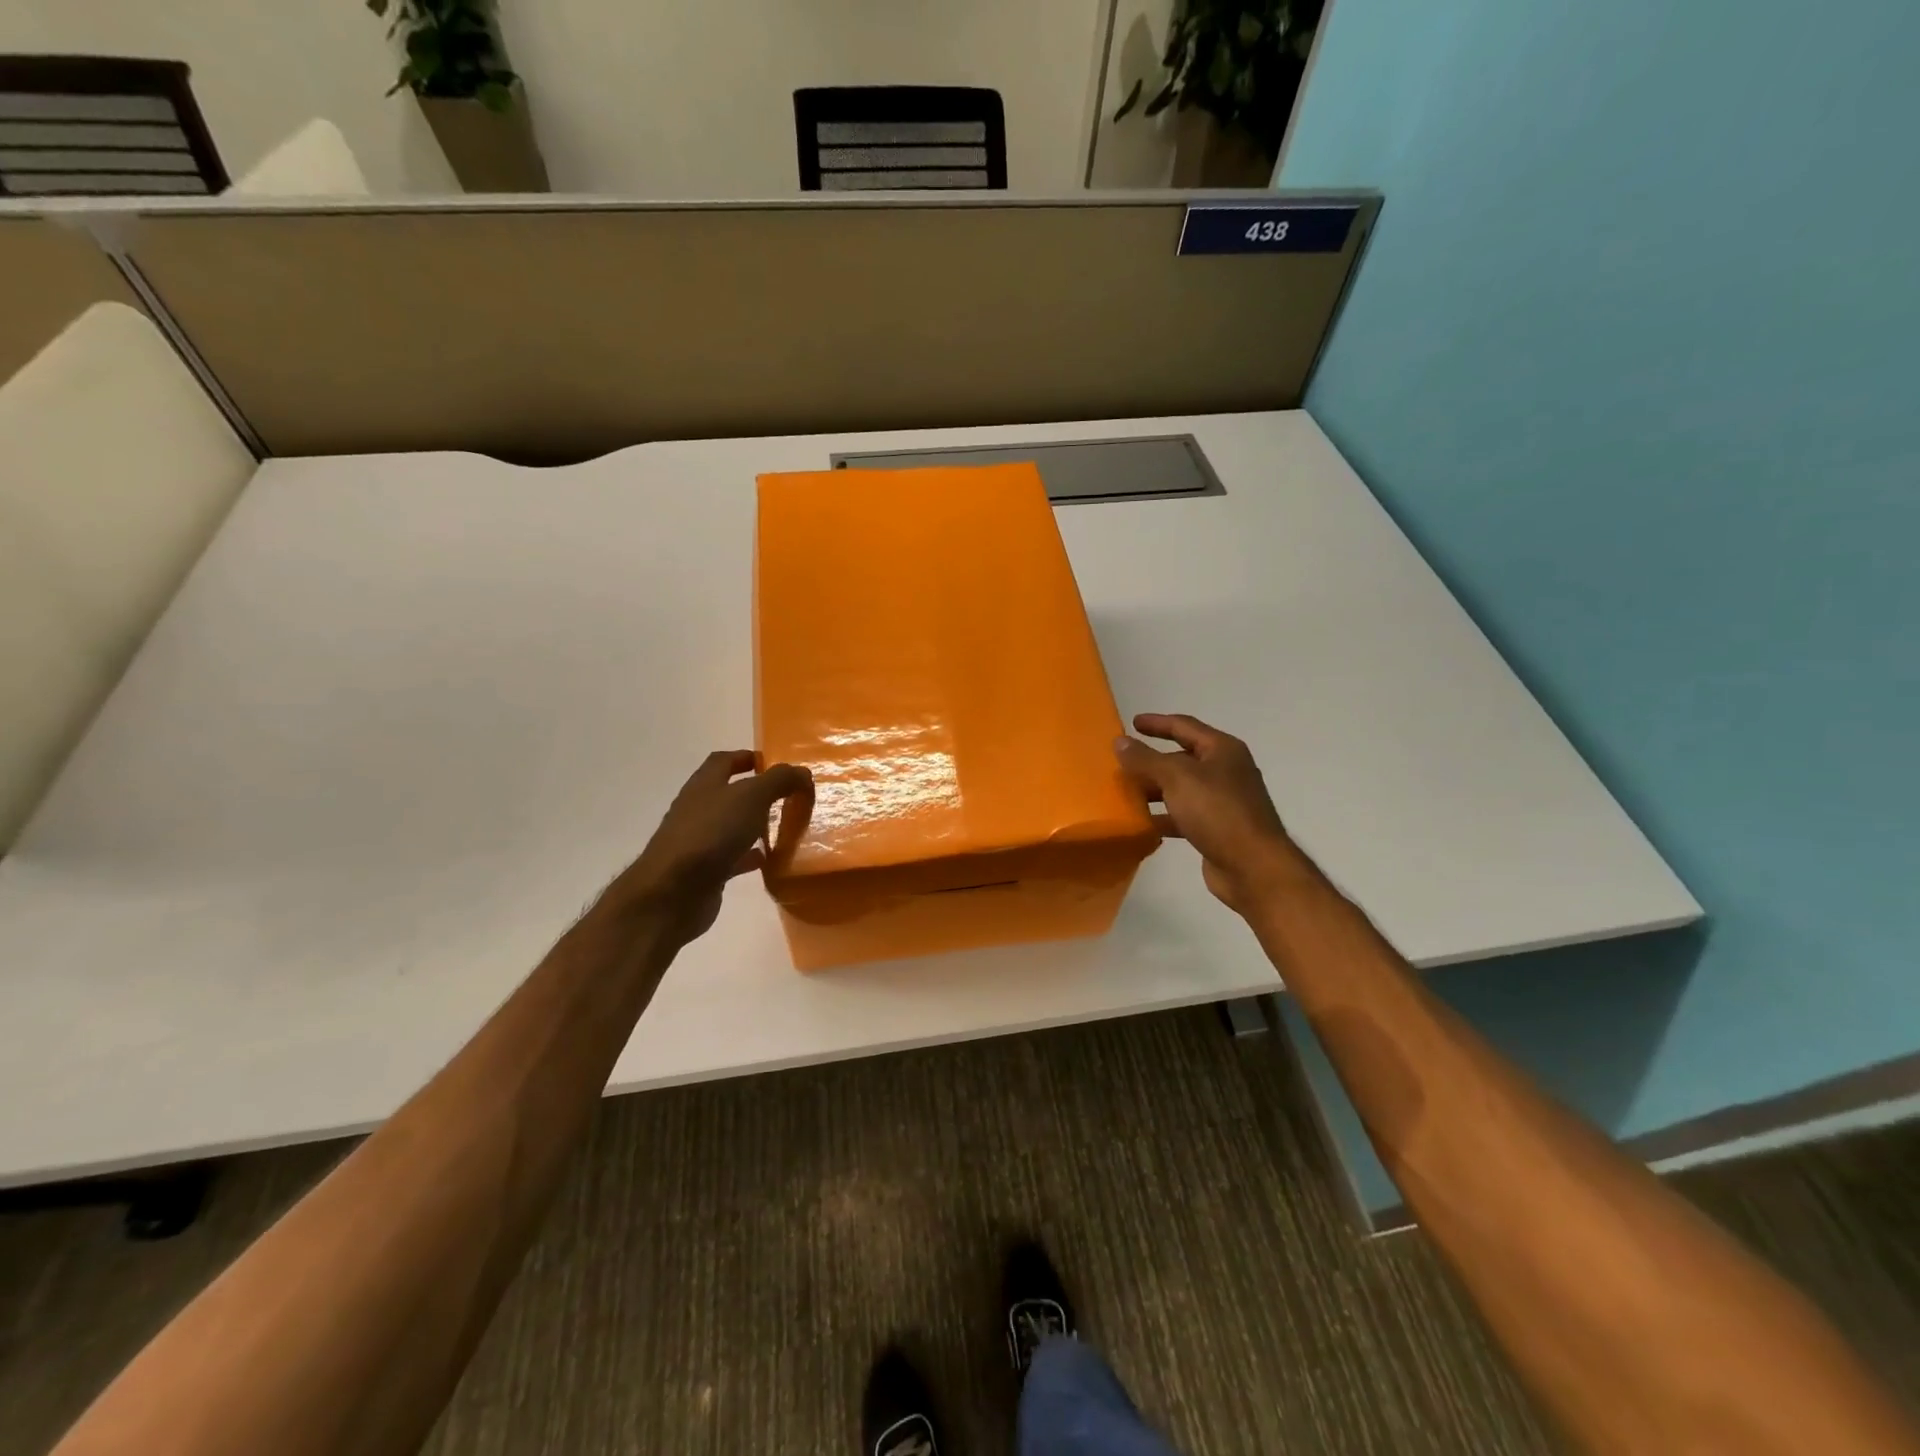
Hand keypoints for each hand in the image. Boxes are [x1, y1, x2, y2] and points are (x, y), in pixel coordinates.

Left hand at [602, 750, 811, 941]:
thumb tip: (802, 772)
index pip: (723, 761)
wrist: (674, 892)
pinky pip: (732, 857)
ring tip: (783, 827)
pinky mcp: (704, 871)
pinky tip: (770, 860)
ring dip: (753, 824)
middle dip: (754, 792)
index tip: (772, 763)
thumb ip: (779, 780)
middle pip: (727, 793)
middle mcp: (697, 809)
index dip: (746, 757)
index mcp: (704, 785)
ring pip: (730, 826)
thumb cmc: (712, 833)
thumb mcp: (752, 797)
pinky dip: (750, 856)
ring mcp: (698, 841)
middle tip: (786, 796)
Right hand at [1114, 713, 1302, 915]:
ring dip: (1154, 790)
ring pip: (1181, 789)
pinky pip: (1183, 815)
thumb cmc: (1217, 811)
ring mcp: (1223, 802)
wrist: (1252, 866)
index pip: (1184, 726)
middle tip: (1122, 762)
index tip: (1131, 722)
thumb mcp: (1176, 778)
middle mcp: (1225, 771)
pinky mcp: (1217, 829)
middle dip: (1151, 760)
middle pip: (1182, 758)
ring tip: (1124, 793)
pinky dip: (1163, 816)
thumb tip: (1120, 741)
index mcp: (1222, 750)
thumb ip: (1145, 759)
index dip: (1157, 723)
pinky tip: (1142, 824)